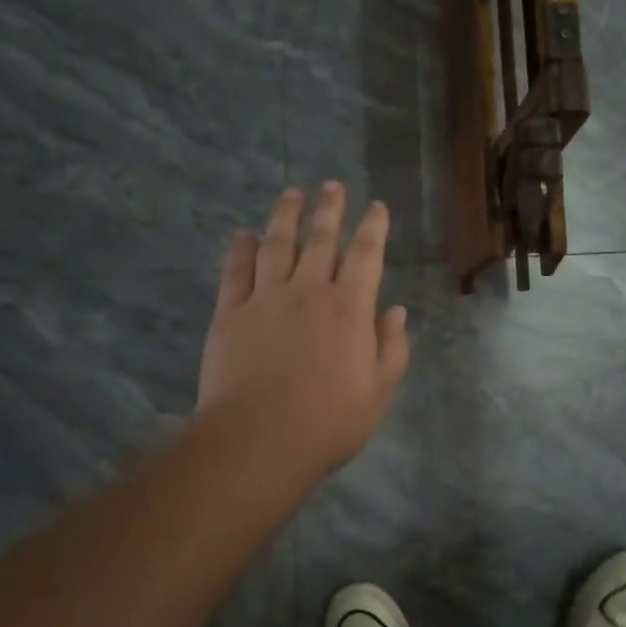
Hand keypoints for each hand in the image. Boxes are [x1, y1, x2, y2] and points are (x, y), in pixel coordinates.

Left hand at [196, 183, 410, 486]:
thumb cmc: (328, 421)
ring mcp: (266, 298)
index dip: (373, 227)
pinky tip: (244, 235)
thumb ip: (391, 346)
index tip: (376, 206)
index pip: (366, 255)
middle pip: (321, 239)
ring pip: (277, 245)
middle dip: (329, 209)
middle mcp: (308, 291)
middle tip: (332, 186)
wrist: (258, 440)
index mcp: (349, 308)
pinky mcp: (230, 313)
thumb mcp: (379, 390)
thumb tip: (395, 310)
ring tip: (292, 193)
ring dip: (286, 216)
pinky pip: (236, 271)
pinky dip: (241, 249)